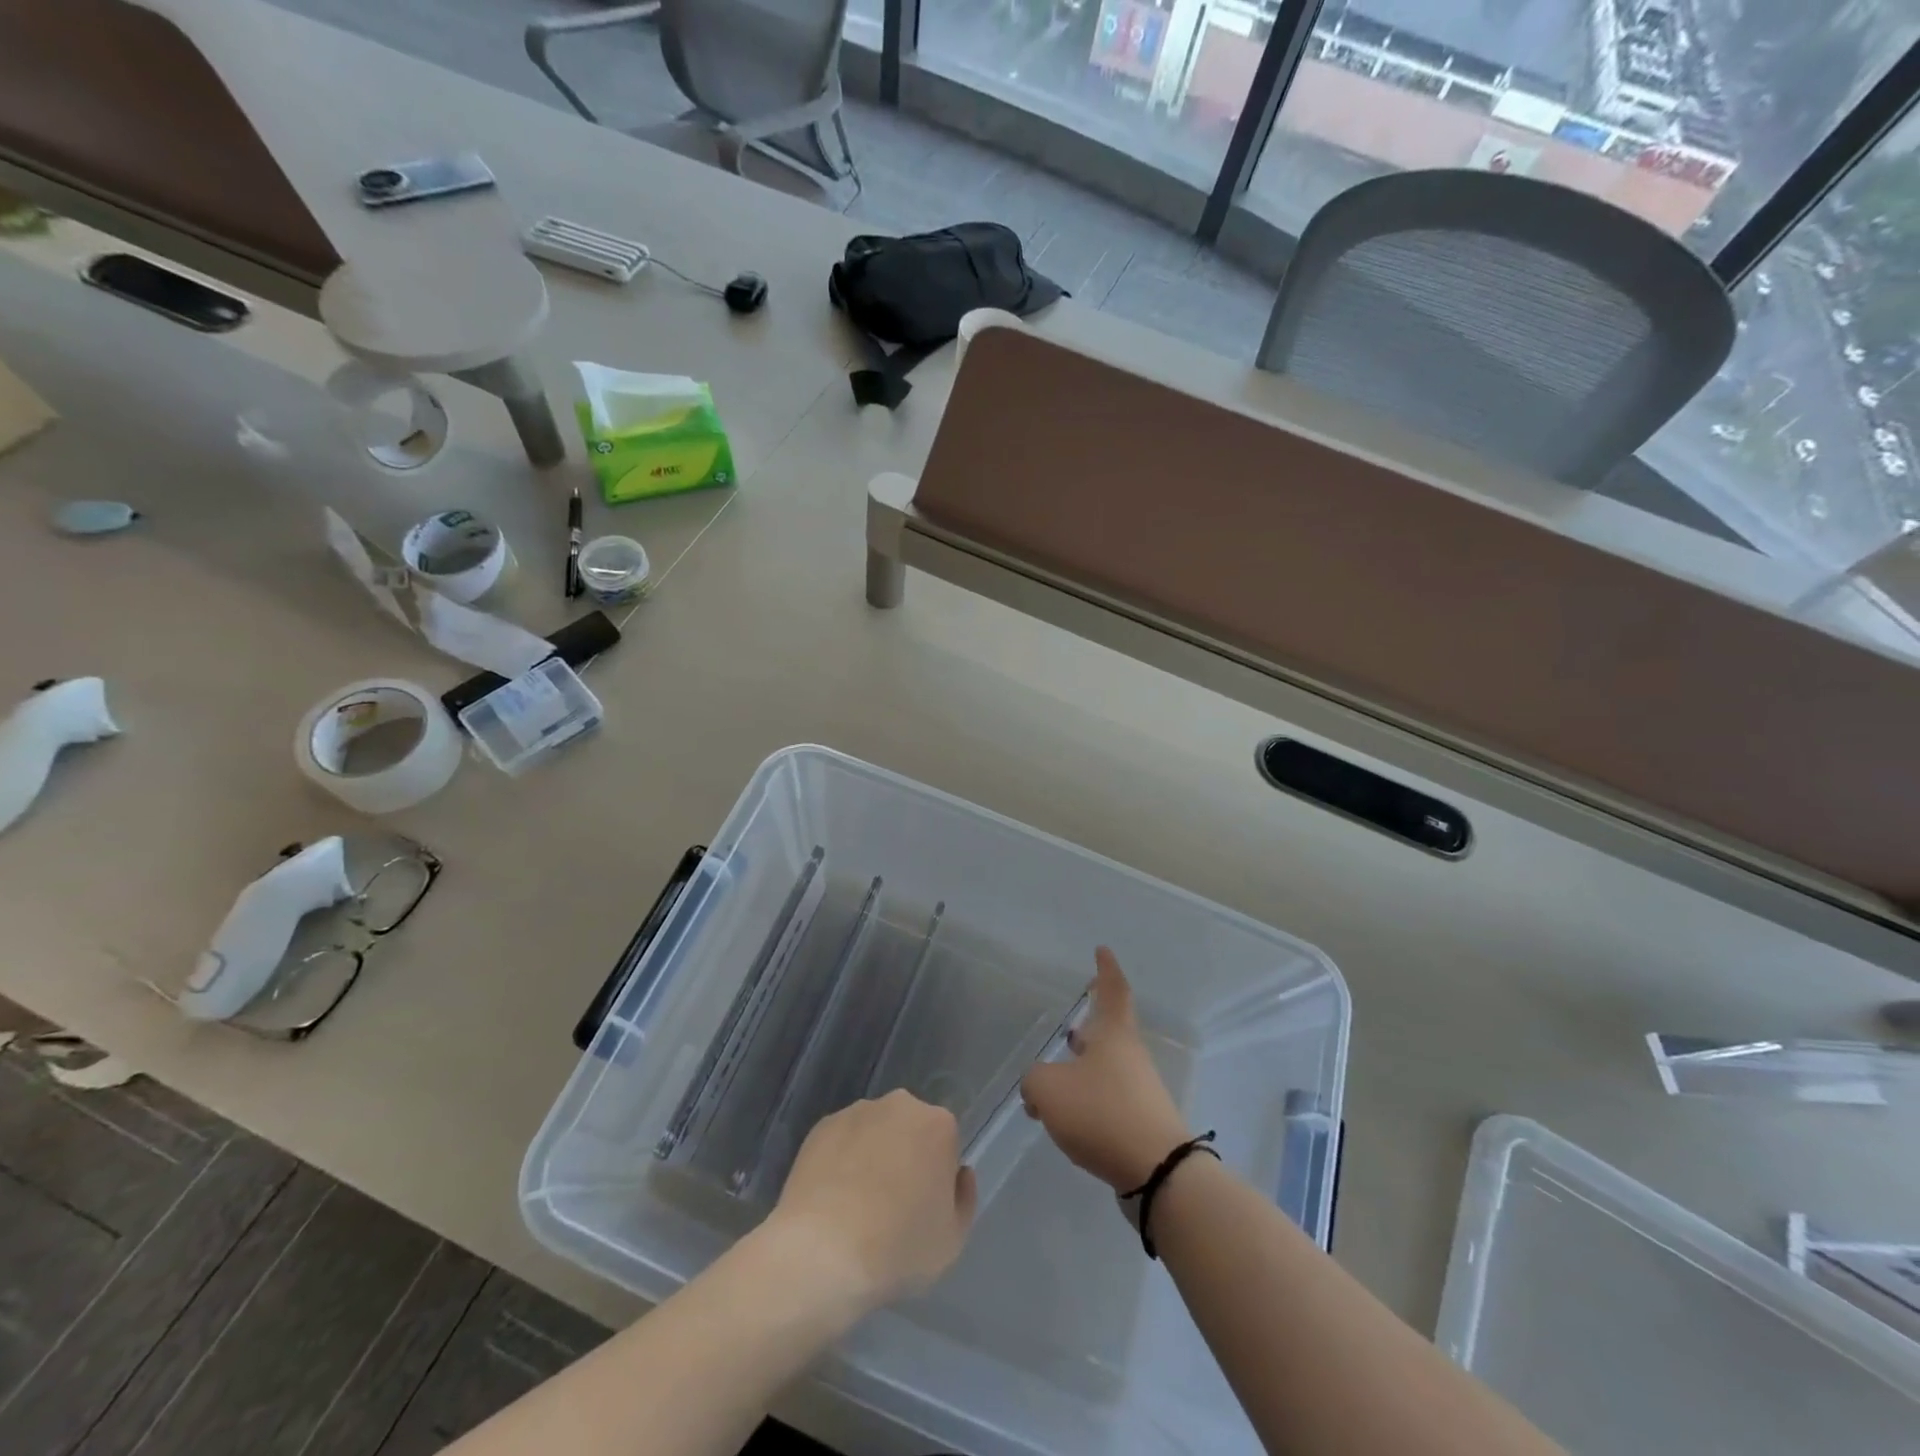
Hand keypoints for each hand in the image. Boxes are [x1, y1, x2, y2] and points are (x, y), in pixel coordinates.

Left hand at [767, 1090, 976, 1311]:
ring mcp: (857, 1111)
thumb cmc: (898, 1247)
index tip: (923, 1206)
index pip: (945, 1144)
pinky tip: (832, 1198)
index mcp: (938, 1124)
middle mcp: (900, 1105)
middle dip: (906, 1156)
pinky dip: (841, 1160)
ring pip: (875, 1131)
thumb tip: (959, 1174)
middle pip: (910, 1129)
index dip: (936, 1176)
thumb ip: (964, 1199)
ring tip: (857, 1204)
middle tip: (892, 1204)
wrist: (822, 1252)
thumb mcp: (953, 1240)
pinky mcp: (822, 1125)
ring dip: (873, 1155)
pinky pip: (842, 1140)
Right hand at [1023, 948, 1189, 1191]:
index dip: (1106, 969)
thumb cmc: (1101, 1113)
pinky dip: (1087, 1096)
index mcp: (1113, 1035)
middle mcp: (1130, 1055)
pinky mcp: (1140, 1121)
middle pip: (1111, 1030)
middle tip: (1076, 1018)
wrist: (1156, 1171)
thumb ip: (1034, 1081)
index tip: (1102, 950)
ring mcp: (1139, 1089)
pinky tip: (1067, 1114)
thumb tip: (1037, 1087)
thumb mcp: (1049, 1089)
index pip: (1113, 990)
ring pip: (1107, 1066)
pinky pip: (1108, 1097)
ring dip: (1085, 1064)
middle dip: (1093, 1023)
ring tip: (1059, 1071)